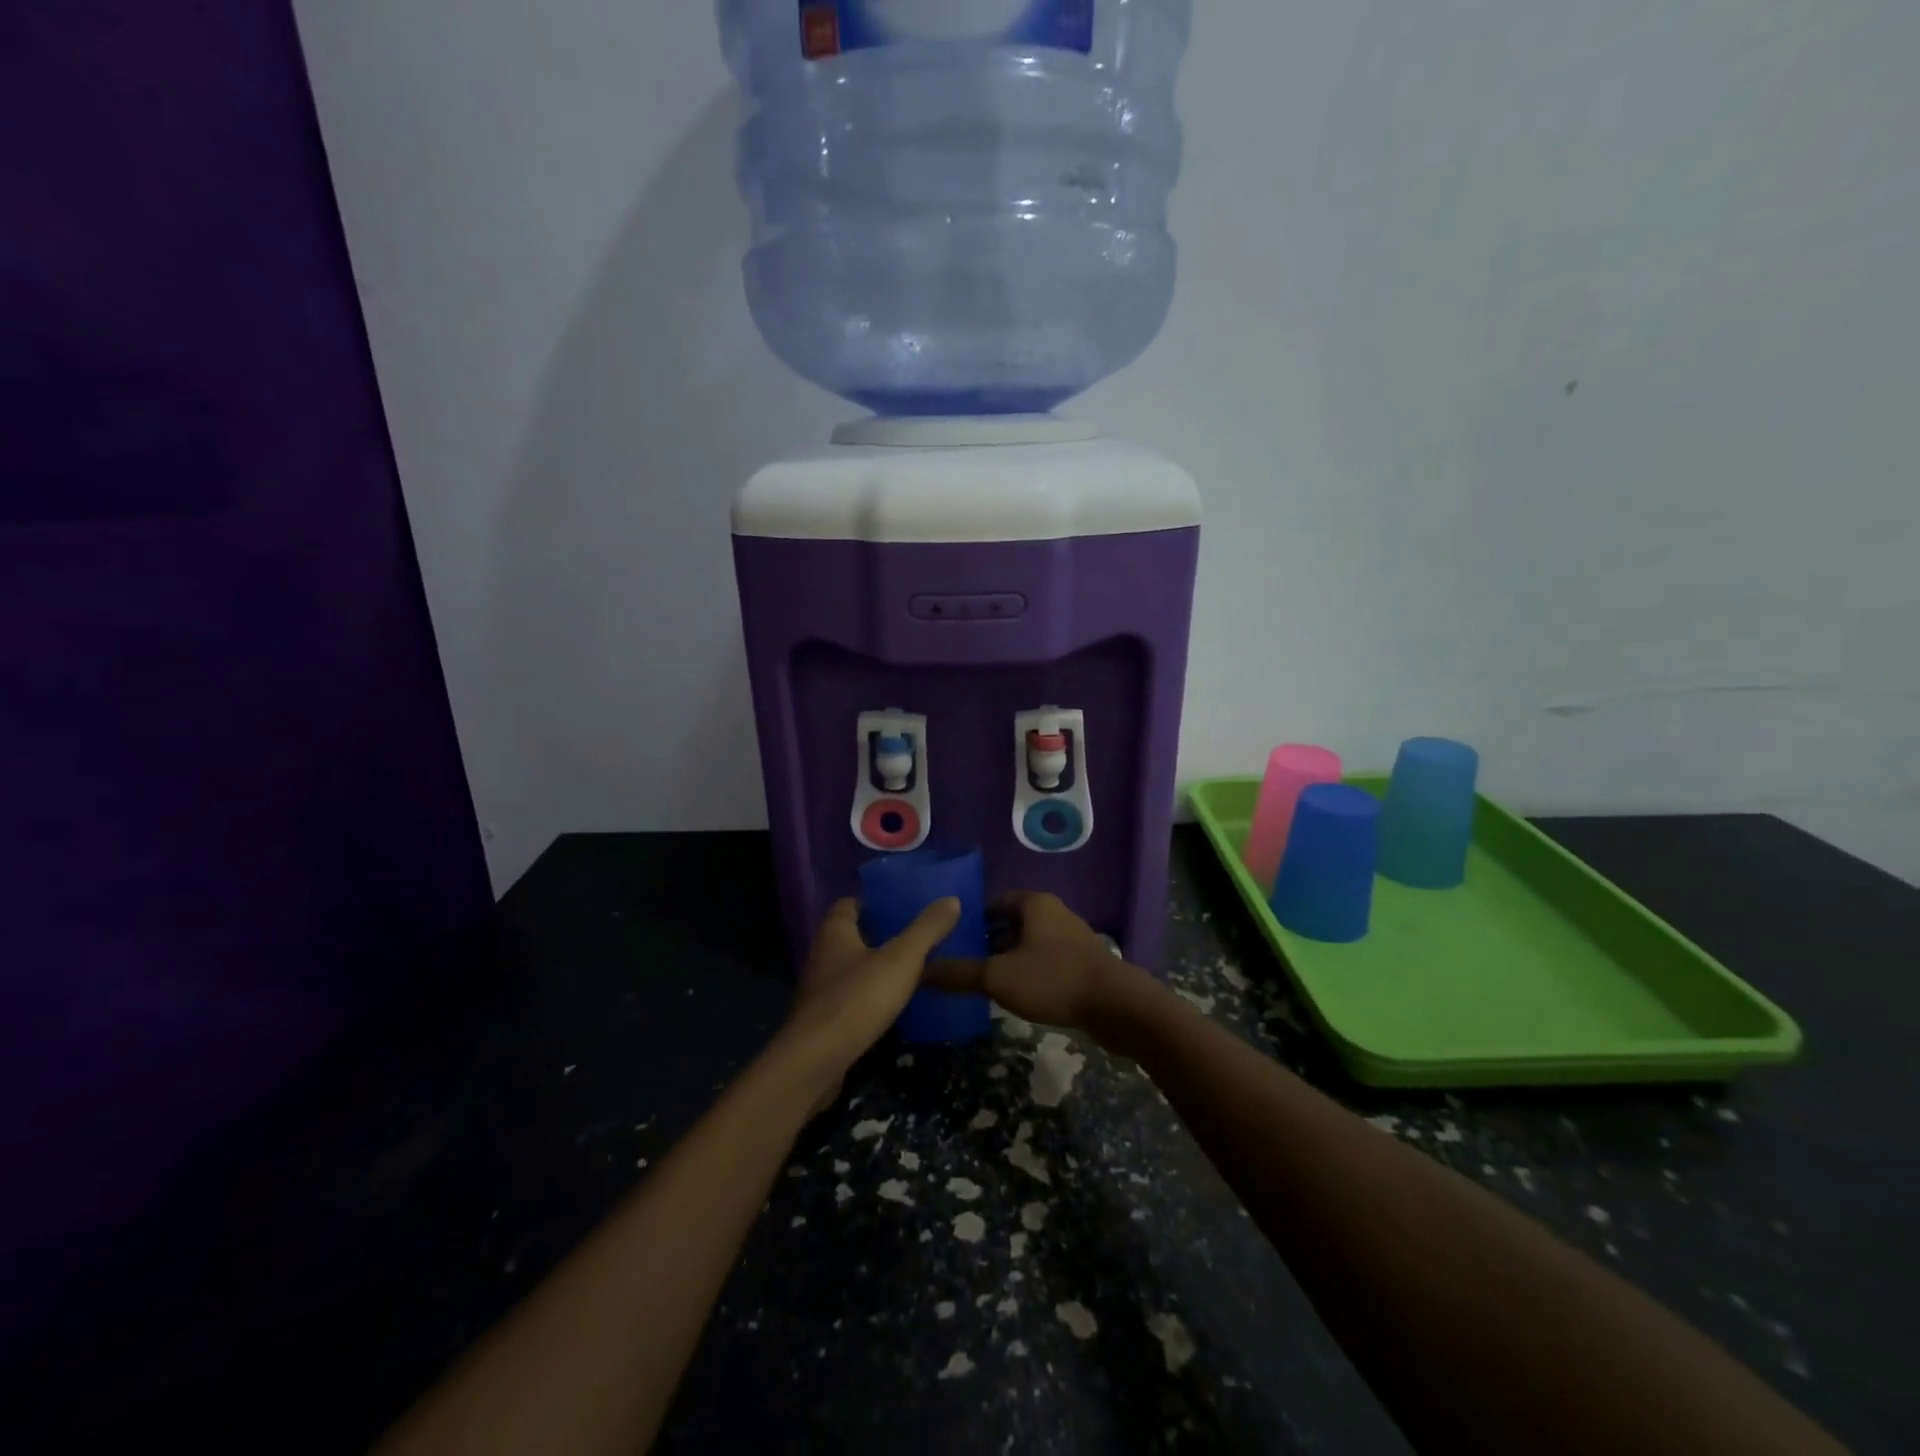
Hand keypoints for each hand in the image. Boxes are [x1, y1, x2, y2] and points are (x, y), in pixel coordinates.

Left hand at [778, 896, 959, 1110]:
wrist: (816, 1061)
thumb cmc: (858, 998)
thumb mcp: (901, 959)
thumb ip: (926, 929)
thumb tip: (952, 899)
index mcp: (835, 932)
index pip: (849, 904)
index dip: (873, 902)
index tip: (900, 905)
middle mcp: (822, 955)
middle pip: (850, 935)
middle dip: (878, 934)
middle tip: (913, 935)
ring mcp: (820, 990)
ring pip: (850, 968)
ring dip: (874, 967)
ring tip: (909, 969)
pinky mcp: (823, 1021)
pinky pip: (849, 998)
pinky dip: (869, 996)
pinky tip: (892, 1005)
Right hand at [922, 891, 1141, 1031]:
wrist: (1117, 1006)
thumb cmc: (1054, 979)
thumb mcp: (999, 977)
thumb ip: (960, 973)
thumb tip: (921, 970)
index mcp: (1034, 903)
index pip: (993, 901)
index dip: (971, 919)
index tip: (951, 939)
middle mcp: (1053, 912)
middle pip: (1011, 921)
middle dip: (988, 940)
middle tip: (963, 962)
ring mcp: (1071, 936)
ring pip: (1029, 941)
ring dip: (1009, 957)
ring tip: (985, 981)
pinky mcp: (1083, 961)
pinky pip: (1046, 958)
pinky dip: (1029, 970)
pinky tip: (1018, 993)